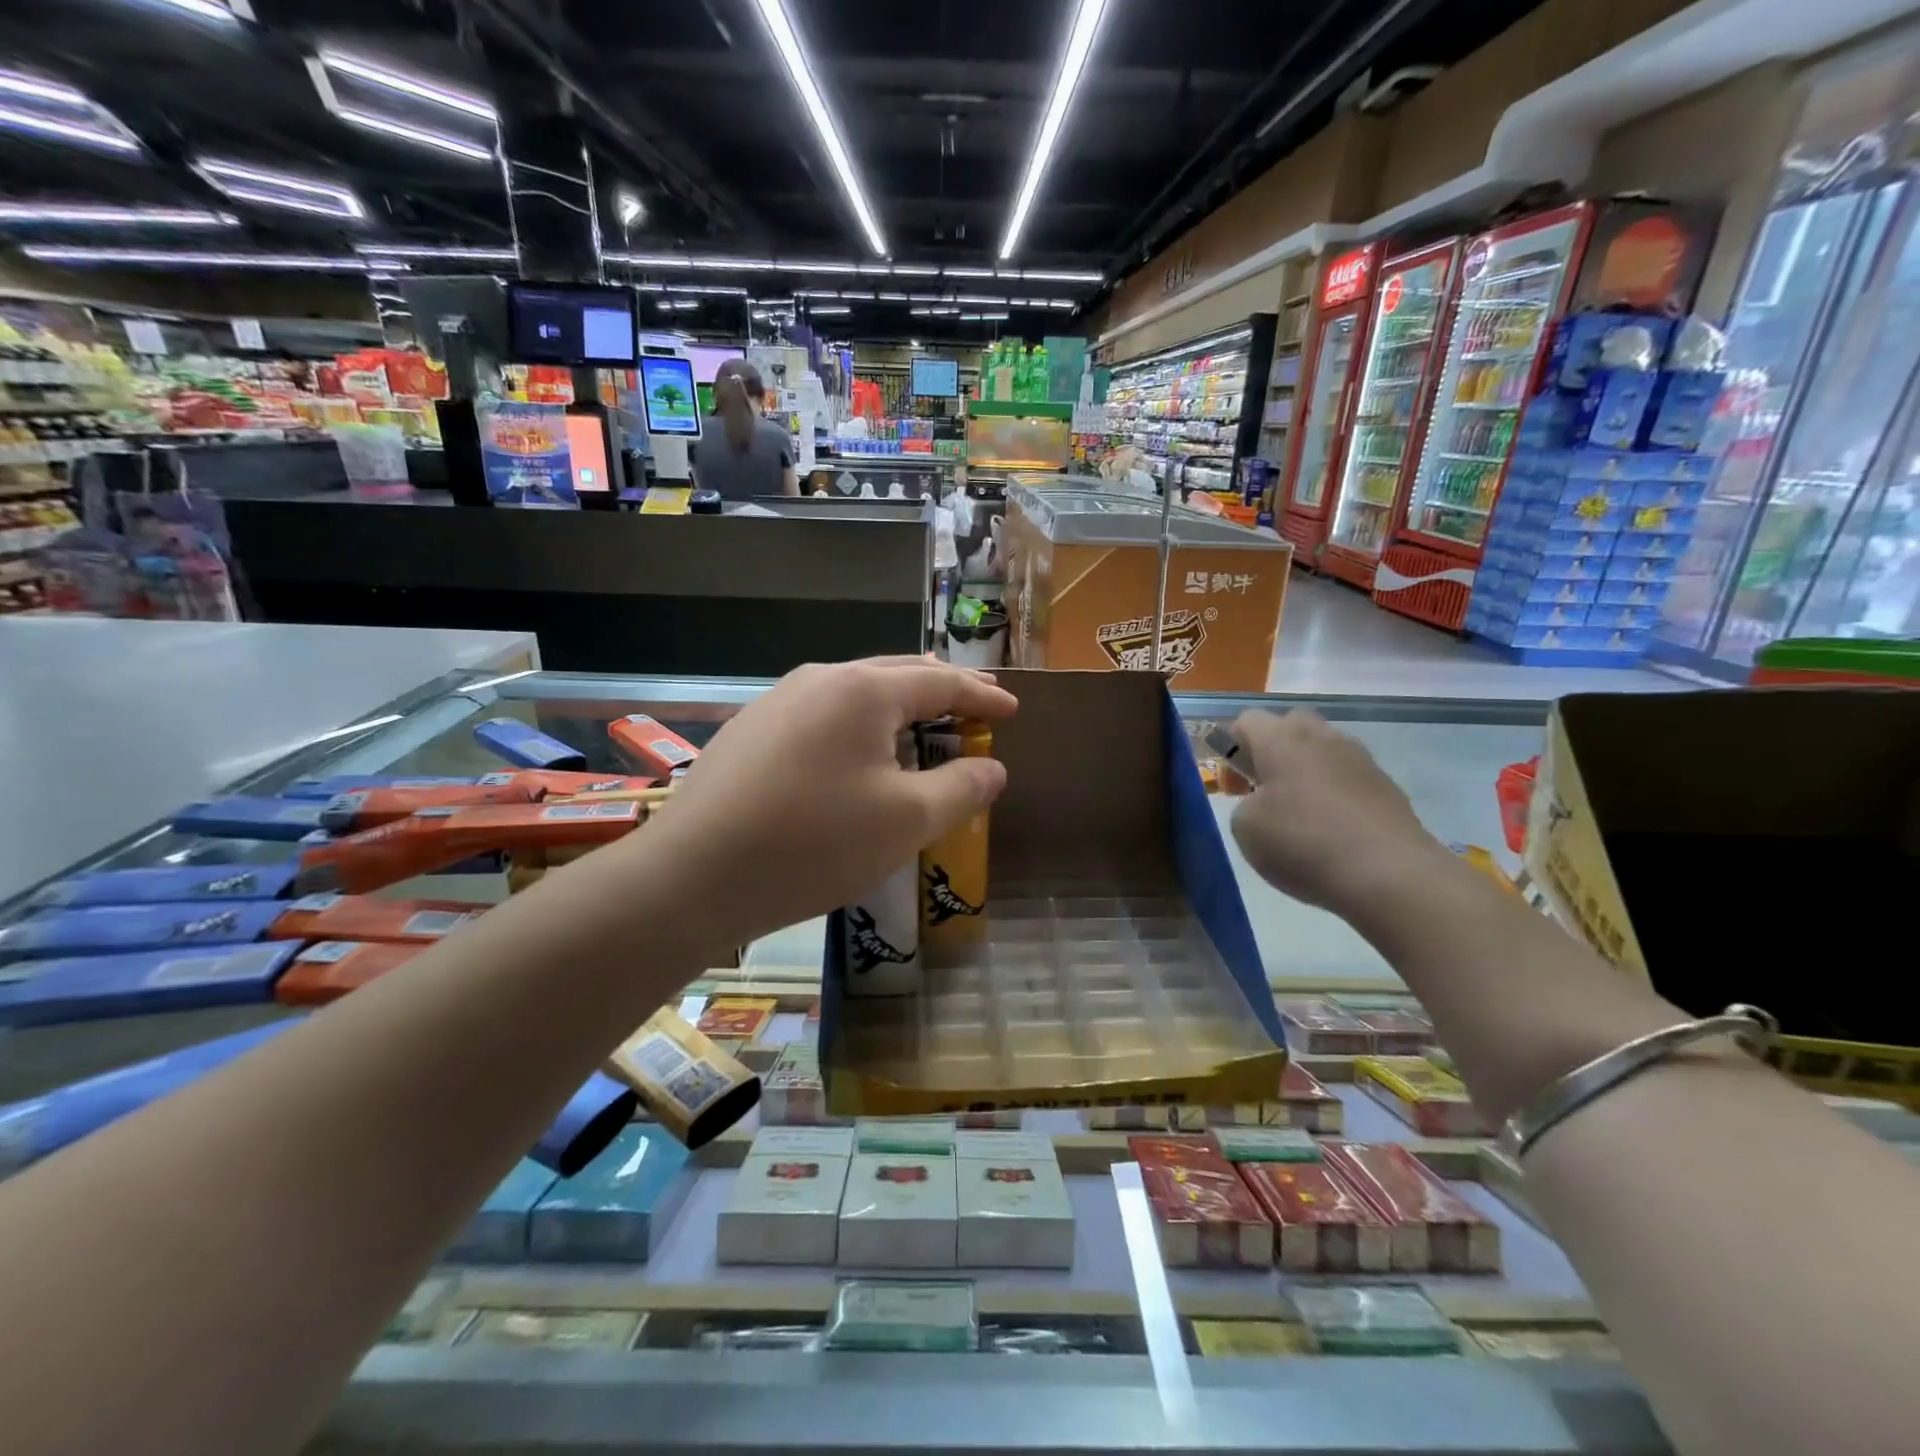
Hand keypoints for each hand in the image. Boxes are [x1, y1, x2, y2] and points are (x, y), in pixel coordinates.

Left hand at [637, 657, 1015, 944]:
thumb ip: (961, 788)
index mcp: (864, 690)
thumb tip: (992, 768)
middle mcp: (820, 680)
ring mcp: (779, 702)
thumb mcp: (907, 821)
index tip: (1012, 708)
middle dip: (942, 690)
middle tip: (976, 705)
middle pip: (897, 674)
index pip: (940, 682)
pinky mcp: (752, 732)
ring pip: (856, 693)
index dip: (982, 696)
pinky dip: (859, 727)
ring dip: (898, 707)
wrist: (693, 875)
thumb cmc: (814, 842)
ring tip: (923, 724)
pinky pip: (824, 716)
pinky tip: (858, 755)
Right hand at [1228, 709, 1443, 913]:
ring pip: (1322, 750)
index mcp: (1281, 739)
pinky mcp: (1387, 785)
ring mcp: (1360, 759)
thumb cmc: (1304, 843)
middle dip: (1271, 752)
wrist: (1390, 874)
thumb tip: (1264, 802)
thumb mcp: (1245, 828)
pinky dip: (1335, 794)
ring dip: (1306, 772)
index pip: (1246, 720)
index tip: (1235, 788)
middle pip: (1289, 726)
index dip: (1230, 749)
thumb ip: (1244, 804)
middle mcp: (1322, 737)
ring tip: (1301, 816)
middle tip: (1264, 793)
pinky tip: (1333, 831)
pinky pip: (1348, 777)